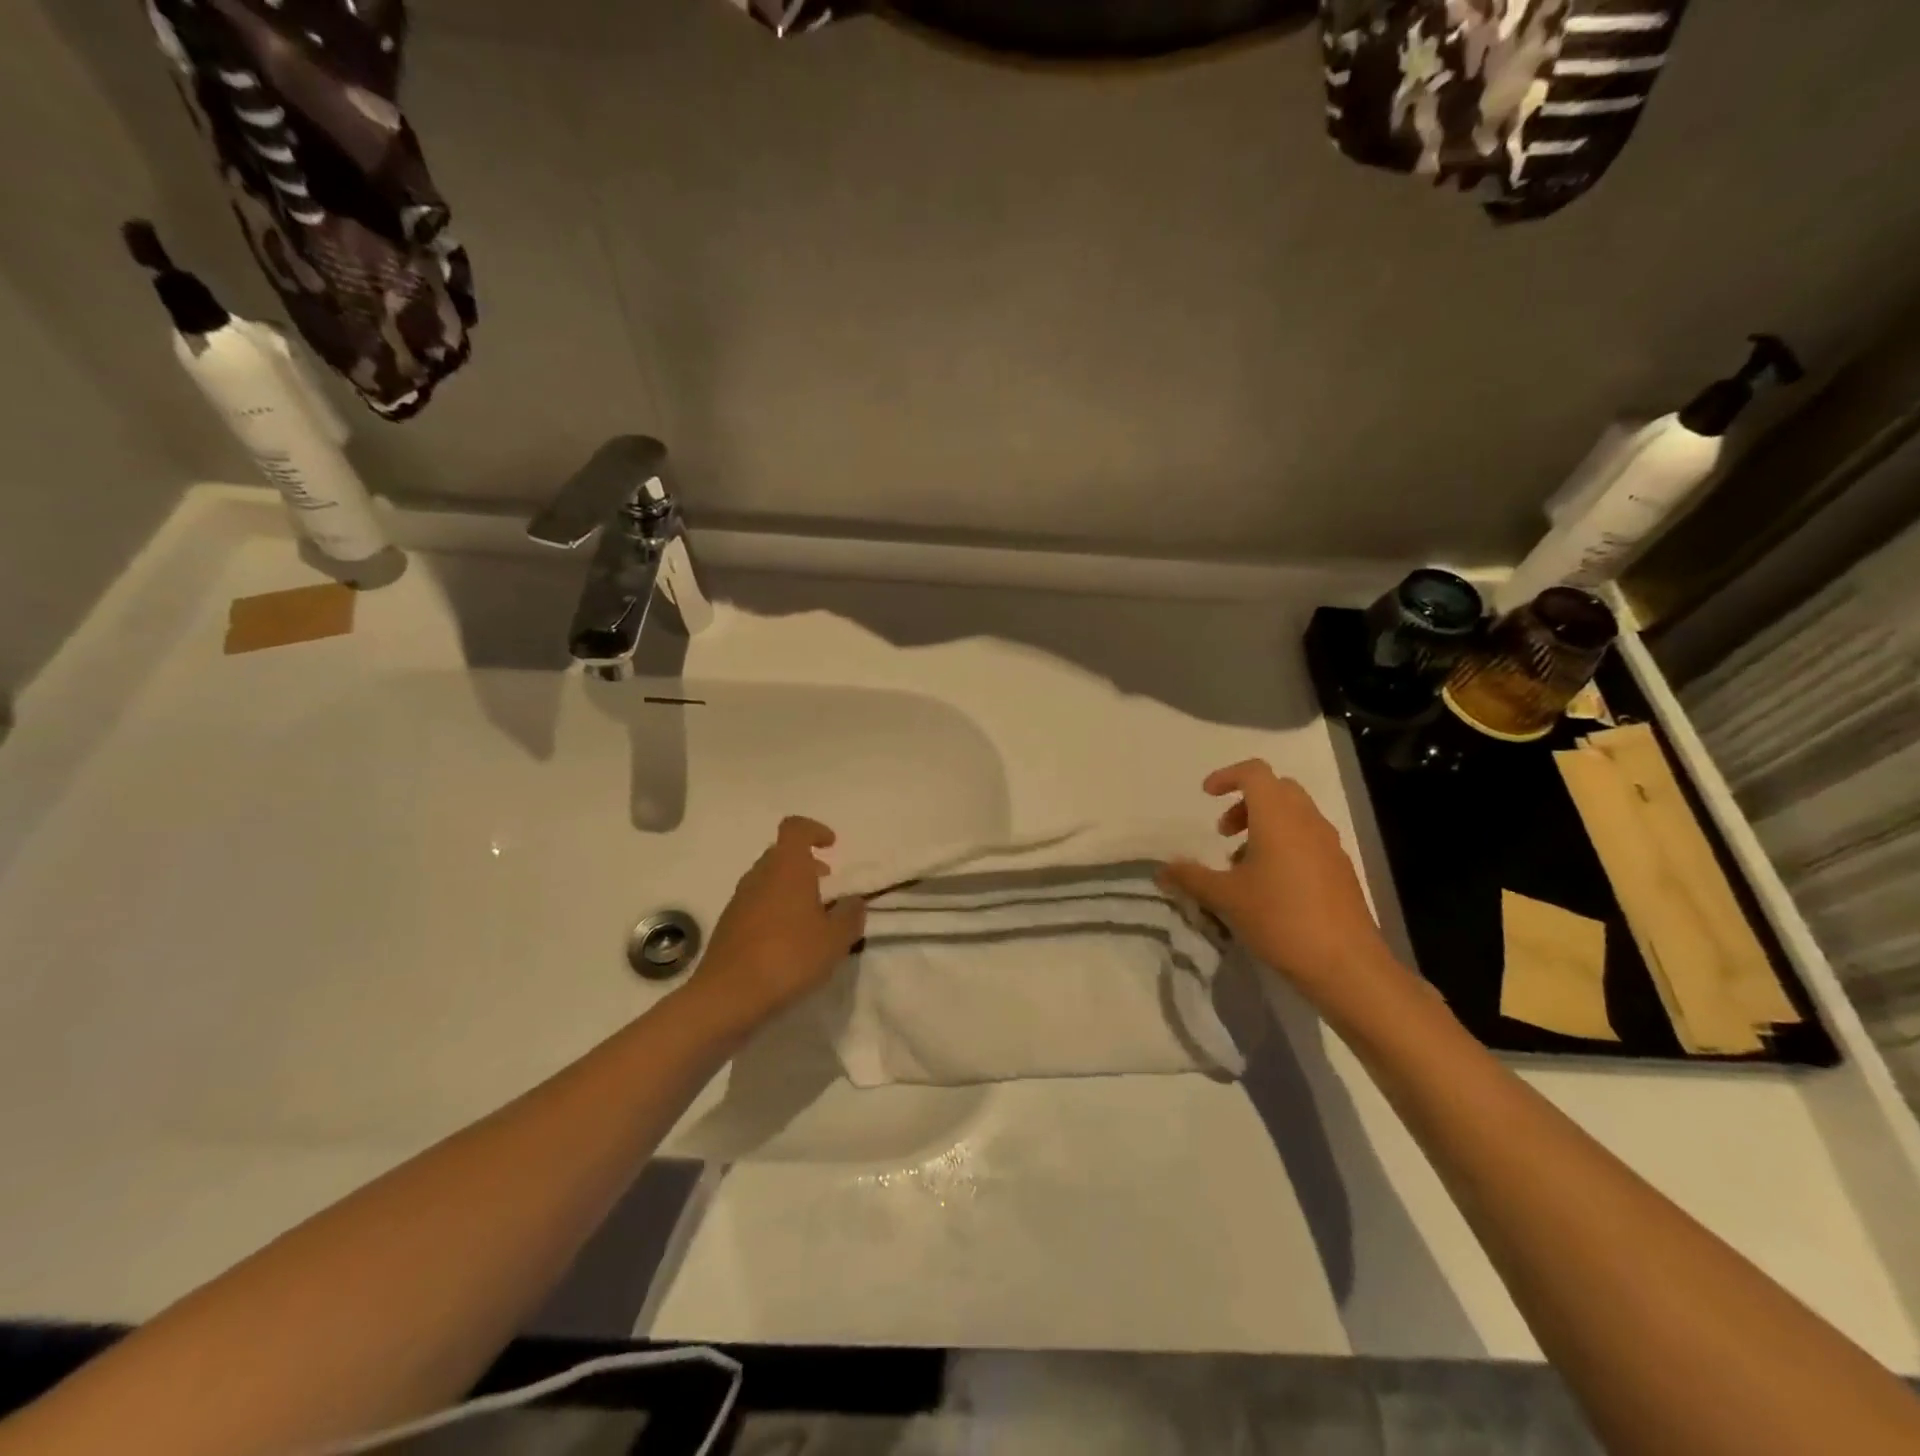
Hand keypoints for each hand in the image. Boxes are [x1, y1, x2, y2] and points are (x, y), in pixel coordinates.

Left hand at [691, 817, 867, 1032]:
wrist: (727, 996)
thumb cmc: (788, 957)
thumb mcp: (835, 939)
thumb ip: (850, 915)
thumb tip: (853, 901)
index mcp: (786, 868)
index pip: (795, 827)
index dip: (814, 830)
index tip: (831, 847)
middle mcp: (759, 876)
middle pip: (781, 854)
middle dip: (806, 865)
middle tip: (827, 887)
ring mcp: (739, 900)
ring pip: (768, 881)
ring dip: (790, 890)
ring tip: (811, 919)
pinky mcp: (727, 925)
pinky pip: (756, 905)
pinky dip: (774, 911)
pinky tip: (788, 942)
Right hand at [1158, 760, 1393, 1009]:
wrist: (1345, 964)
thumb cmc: (1280, 919)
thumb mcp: (1225, 898)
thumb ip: (1190, 877)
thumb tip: (1162, 870)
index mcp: (1278, 817)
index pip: (1254, 772)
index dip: (1227, 776)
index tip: (1206, 795)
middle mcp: (1307, 821)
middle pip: (1276, 789)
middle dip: (1245, 802)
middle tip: (1224, 833)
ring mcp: (1329, 844)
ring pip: (1294, 814)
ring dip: (1264, 824)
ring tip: (1242, 864)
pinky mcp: (1340, 869)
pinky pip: (1308, 838)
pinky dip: (1284, 844)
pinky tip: (1269, 885)